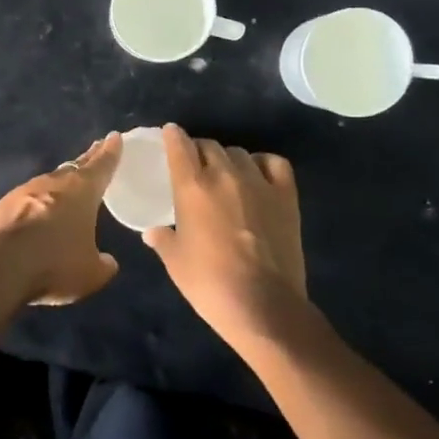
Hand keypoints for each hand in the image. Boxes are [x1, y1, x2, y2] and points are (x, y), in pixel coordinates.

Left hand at [0, 134, 123, 305]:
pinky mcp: (2, 205)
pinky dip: (36, 203)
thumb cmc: (54, 263)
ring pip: (49, 182)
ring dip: (60, 183)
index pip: (101, 166)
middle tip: (96, 150)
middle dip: (87, 159)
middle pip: (74, 167)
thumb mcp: (90, 274)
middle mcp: (53, 183)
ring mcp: (24, 191)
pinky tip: (36, 214)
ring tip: (68, 186)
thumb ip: (103, 265)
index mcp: (82, 191)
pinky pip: (27, 199)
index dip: (110, 152)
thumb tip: (108, 262)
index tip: (114, 137)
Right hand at [143, 124, 309, 349]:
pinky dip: (262, 163)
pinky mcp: (286, 196)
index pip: (180, 146)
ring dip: (228, 159)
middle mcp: (224, 175)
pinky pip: (274, 163)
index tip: (170, 134)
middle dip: (198, 150)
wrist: (262, 305)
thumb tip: (153, 231)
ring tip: (225, 174)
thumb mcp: (175, 261)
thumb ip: (162, 239)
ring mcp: (259, 183)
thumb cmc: (209, 283)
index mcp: (192, 187)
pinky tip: (257, 176)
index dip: (173, 136)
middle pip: (209, 146)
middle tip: (195, 166)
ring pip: (239, 153)